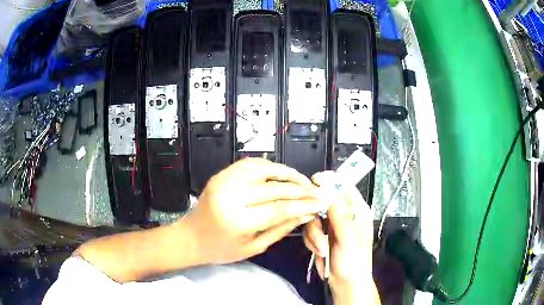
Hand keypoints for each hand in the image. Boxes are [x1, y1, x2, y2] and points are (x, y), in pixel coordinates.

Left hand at [184, 158, 329, 264]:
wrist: (190, 237)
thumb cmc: (220, 249)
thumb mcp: (253, 248)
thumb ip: (281, 229)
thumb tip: (305, 214)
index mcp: (238, 221)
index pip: (280, 209)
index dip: (304, 205)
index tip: (320, 202)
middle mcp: (231, 197)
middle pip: (274, 187)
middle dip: (300, 189)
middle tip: (316, 191)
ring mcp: (224, 182)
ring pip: (263, 168)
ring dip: (287, 172)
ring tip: (302, 180)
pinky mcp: (221, 175)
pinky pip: (249, 163)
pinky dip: (268, 166)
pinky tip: (280, 173)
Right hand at [303, 171, 378, 303]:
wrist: (344, 282)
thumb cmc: (353, 261)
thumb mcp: (348, 237)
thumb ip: (338, 214)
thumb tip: (328, 189)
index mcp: (357, 210)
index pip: (344, 186)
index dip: (329, 181)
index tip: (313, 181)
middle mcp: (343, 214)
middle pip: (323, 200)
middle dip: (316, 215)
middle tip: (315, 225)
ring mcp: (331, 224)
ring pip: (313, 216)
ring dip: (314, 234)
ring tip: (321, 248)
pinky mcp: (321, 234)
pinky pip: (309, 229)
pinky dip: (311, 240)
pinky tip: (319, 251)